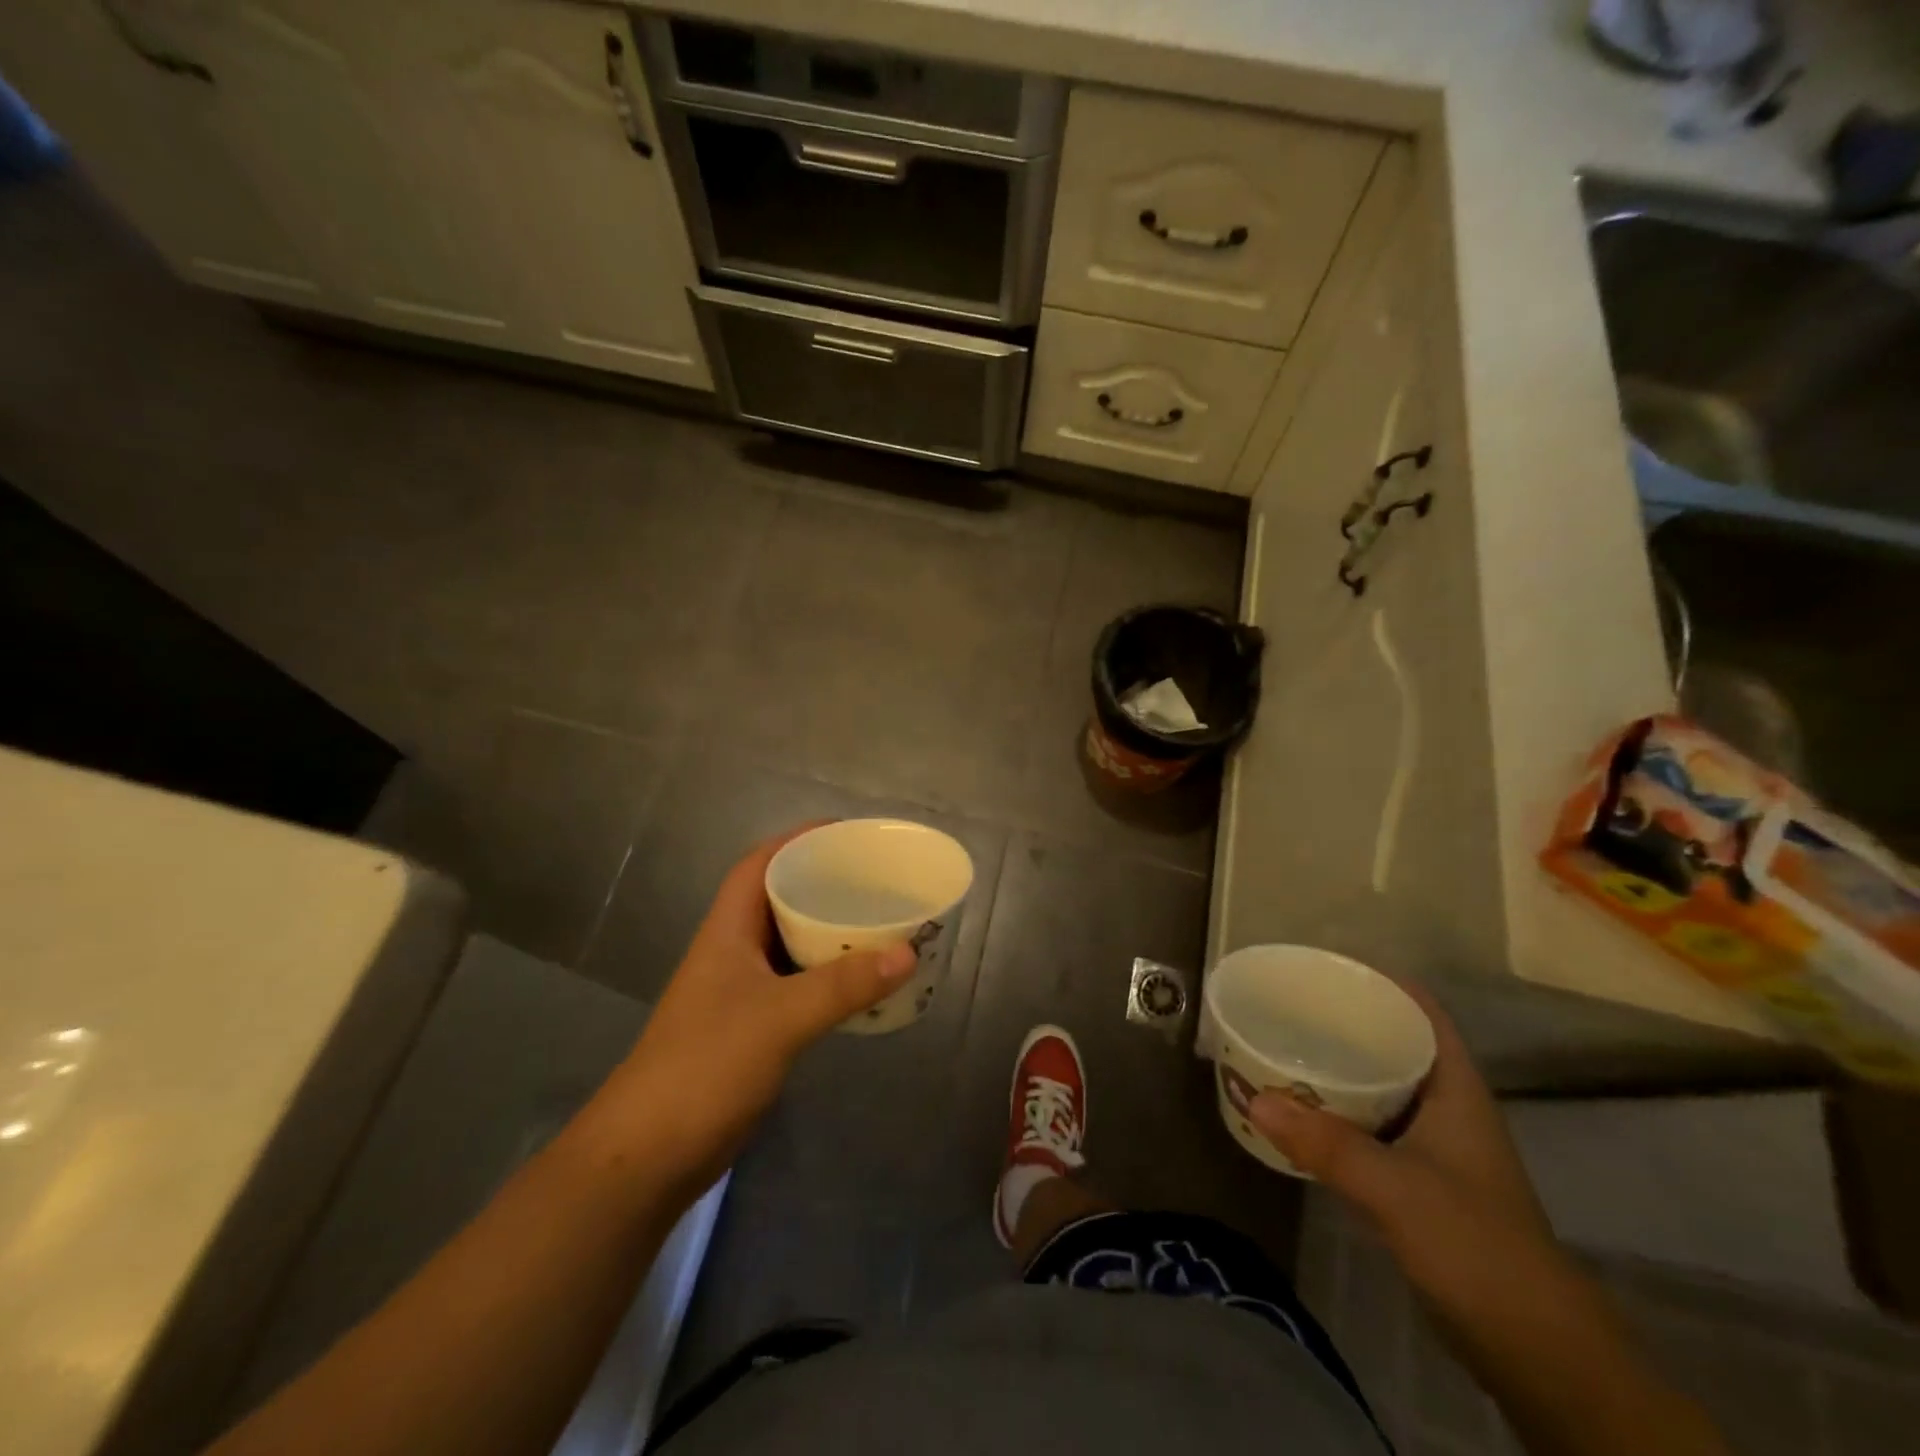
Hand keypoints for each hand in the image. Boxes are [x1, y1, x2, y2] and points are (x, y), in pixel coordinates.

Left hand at [608, 825, 916, 1188]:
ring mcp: (738, 992)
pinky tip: (858, 983)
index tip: (846, 834)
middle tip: (875, 879)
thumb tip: (908, 952)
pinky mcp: (749, 1028)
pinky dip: (826, 976)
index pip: (760, 864)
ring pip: (789, 944)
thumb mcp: (780, 1018)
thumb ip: (843, 985)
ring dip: (827, 932)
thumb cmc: (706, 1065)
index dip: (798, 840)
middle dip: (823, 883)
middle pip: (778, 900)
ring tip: (878, 922)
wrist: (647, 1155)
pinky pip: (795, 984)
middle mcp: (732, 952)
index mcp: (727, 930)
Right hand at [1249, 982, 1554, 1294]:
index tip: (1329, 967)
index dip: (1383, 983)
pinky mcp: (1419, 1182)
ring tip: (1285, 1046)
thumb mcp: (1397, 1188)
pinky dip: (1338, 1111)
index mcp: (1456, 1090)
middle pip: (1396, 1044)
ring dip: (1339, 1068)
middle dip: (1347, 1022)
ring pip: (1381, 1087)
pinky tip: (1302, 1112)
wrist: (1533, 1348)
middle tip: (1290, 1004)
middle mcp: (1446, 1108)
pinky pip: (1371, 1126)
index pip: (1423, 1014)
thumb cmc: (1476, 1245)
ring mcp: (1435, 1147)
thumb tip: (1255, 1098)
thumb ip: (1327, 1144)